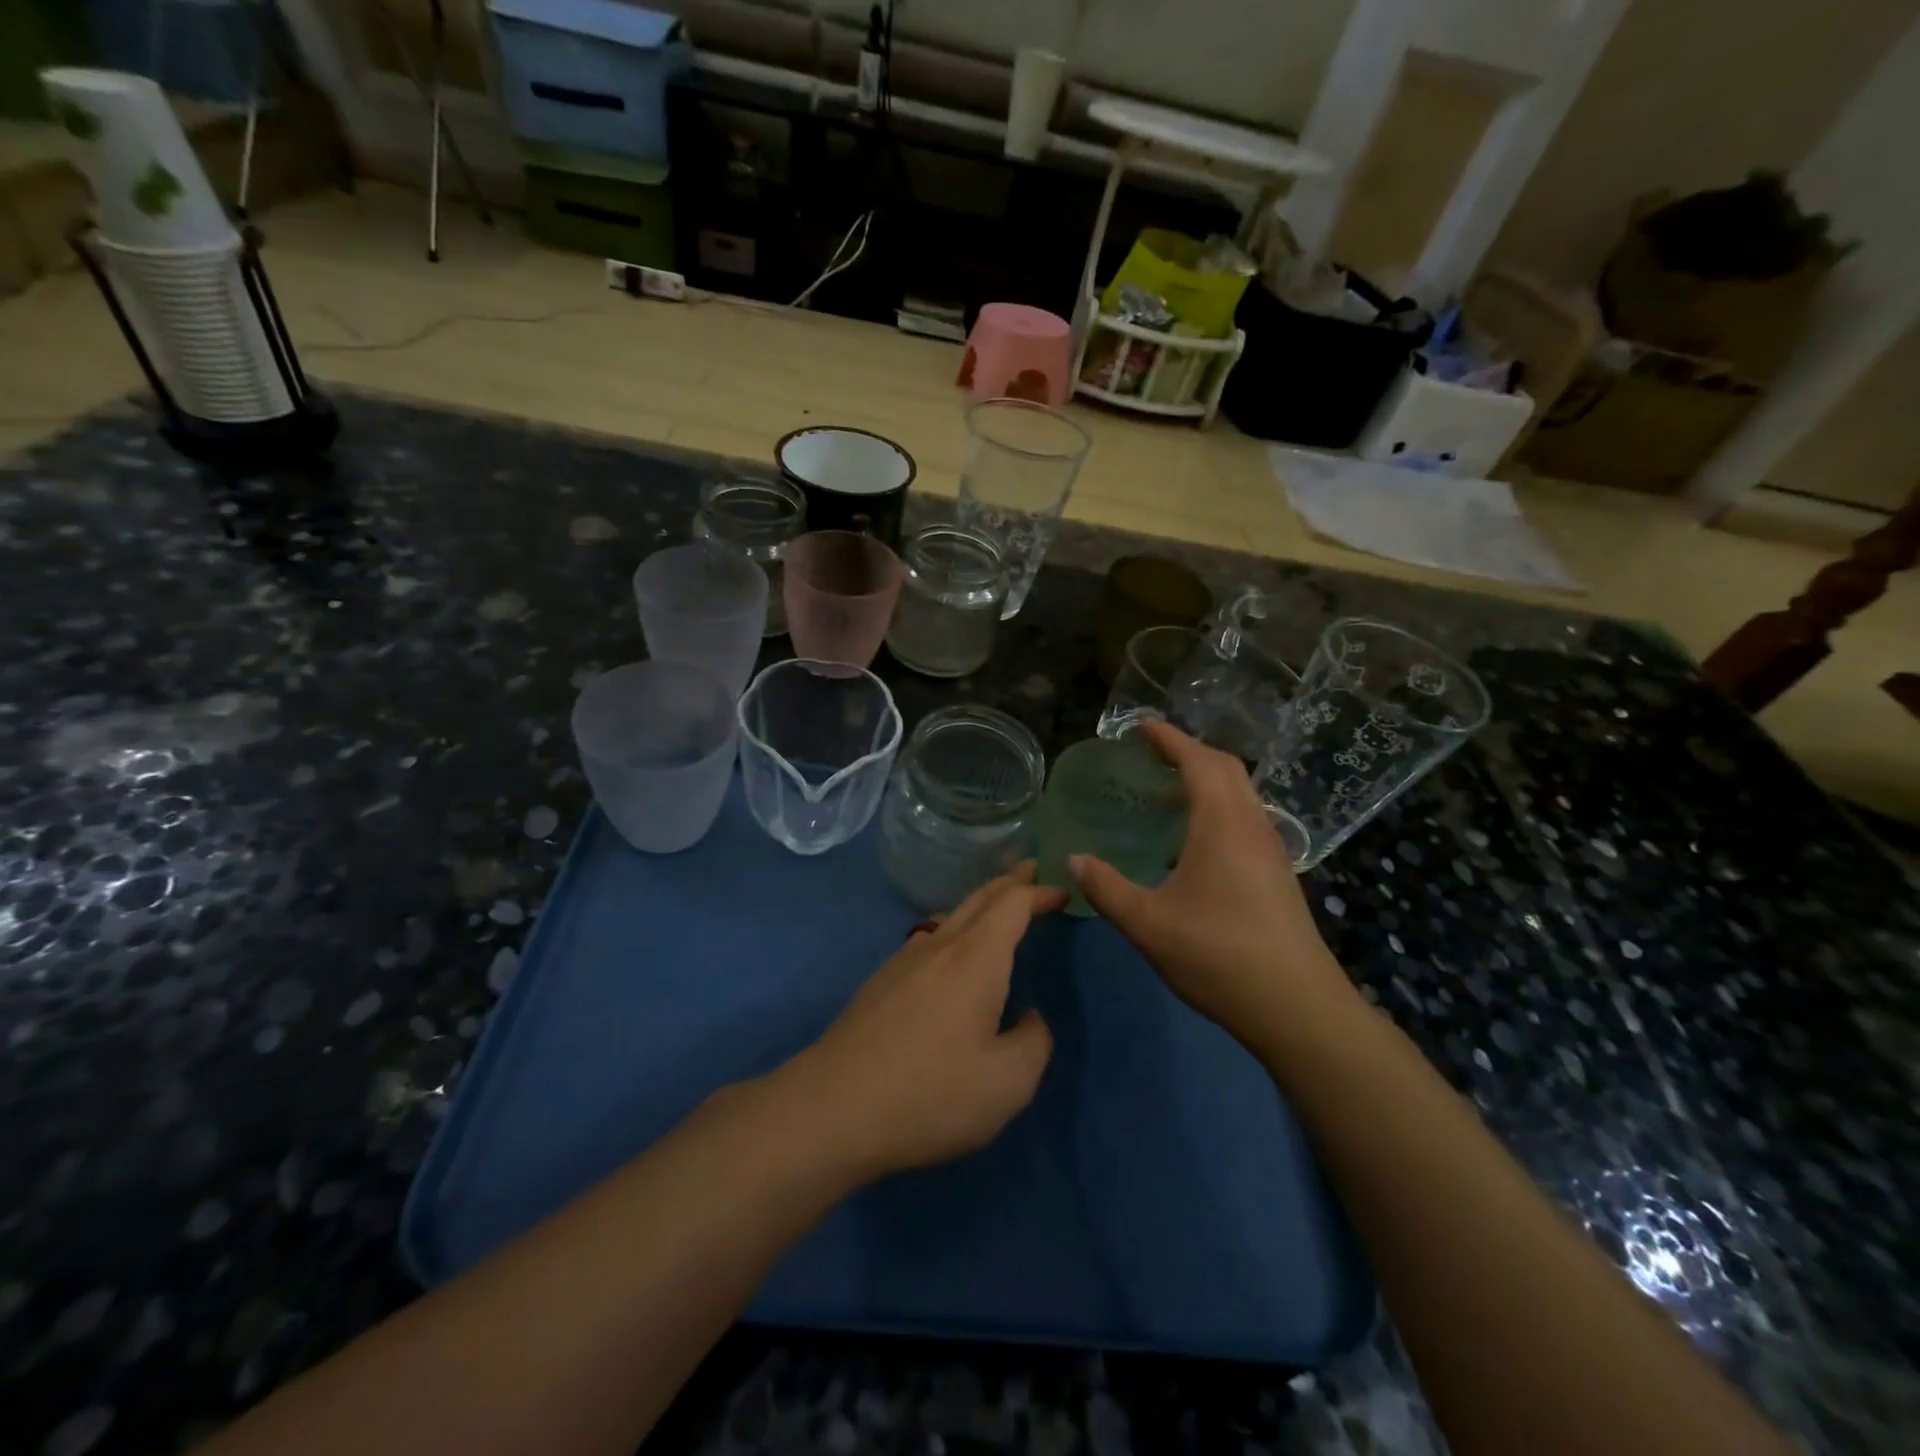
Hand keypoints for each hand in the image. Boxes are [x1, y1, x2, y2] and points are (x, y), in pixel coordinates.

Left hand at [776, 865, 1066, 1181]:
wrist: (833, 1107)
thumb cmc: (930, 1093)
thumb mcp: (1007, 1083)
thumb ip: (1033, 1043)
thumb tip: (1030, 1019)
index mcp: (976, 958)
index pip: (1012, 903)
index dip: (1039, 893)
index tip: (1061, 893)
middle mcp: (939, 946)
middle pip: (979, 898)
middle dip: (1009, 882)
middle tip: (1031, 872)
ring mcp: (904, 960)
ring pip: (949, 915)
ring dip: (979, 904)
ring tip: (996, 908)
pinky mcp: (881, 982)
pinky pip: (928, 938)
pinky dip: (954, 929)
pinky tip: (950, 955)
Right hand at [1069, 720, 1357, 1045]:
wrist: (1297, 1008)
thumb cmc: (1219, 957)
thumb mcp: (1148, 925)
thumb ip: (1106, 888)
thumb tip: (1073, 859)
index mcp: (1223, 825)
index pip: (1198, 761)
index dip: (1169, 738)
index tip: (1140, 726)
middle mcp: (1252, 826)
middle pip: (1225, 768)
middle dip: (1188, 751)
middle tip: (1149, 754)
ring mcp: (1271, 849)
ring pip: (1240, 793)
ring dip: (1205, 779)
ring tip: (1165, 792)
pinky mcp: (1277, 873)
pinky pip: (1245, 817)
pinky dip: (1217, 806)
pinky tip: (1191, 840)